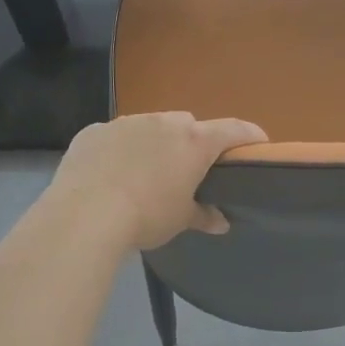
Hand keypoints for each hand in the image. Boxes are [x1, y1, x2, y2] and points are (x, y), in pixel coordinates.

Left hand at [46, 111, 267, 252]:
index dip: (250, 136)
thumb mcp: (180, 220)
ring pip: (150, 127)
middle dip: (192, 143)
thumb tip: (221, 222)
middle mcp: (163, 122)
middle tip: (187, 170)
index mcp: (194, 142)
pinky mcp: (94, 131)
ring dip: (154, 144)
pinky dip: (120, 150)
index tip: (259, 143)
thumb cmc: (146, 216)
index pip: (234, 130)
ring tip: (144, 174)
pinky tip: (111, 175)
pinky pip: (115, 137)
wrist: (85, 216)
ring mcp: (125, 122)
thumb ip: (203, 215)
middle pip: (188, 126)